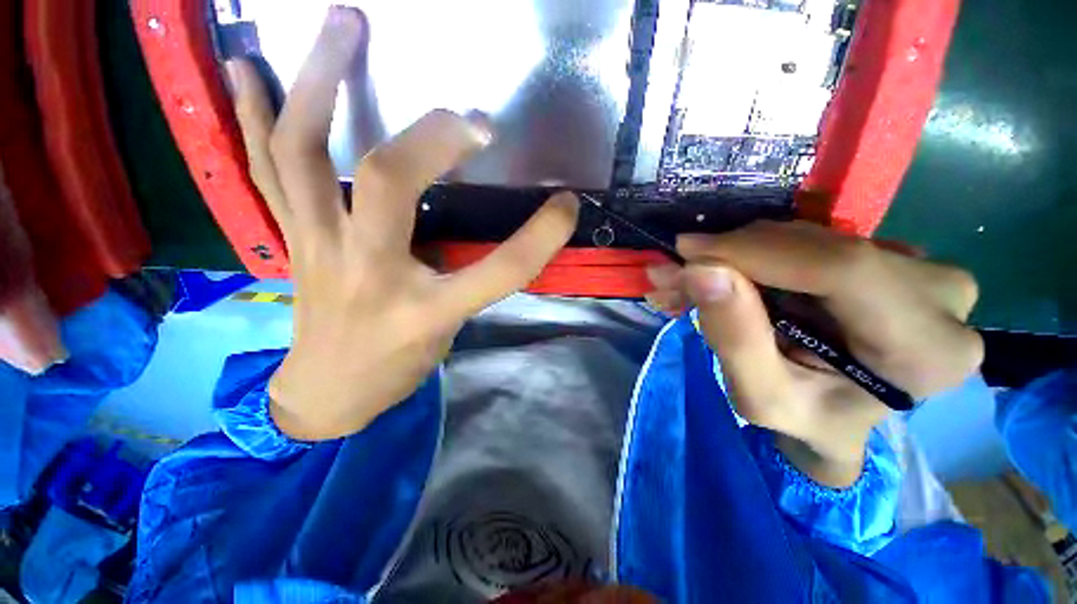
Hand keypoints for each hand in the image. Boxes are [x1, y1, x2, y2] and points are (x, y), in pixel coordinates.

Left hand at [227, 7, 578, 440]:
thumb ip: (467, 281)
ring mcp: (318, 247)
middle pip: (391, 181)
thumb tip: (481, 230)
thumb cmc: (394, 369)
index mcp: (424, 311)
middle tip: (471, 113)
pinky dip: (251, 114)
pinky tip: (246, 67)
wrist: (325, 393)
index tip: (566, 206)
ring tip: (343, 24)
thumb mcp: (446, 334)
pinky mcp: (289, 238)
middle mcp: (367, 272)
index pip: (498, 271)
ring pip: (305, 152)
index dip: (540, 238)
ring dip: (321, 81)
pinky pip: (264, 168)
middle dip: (434, 134)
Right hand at [646, 221, 982, 485]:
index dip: (754, 251)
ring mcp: (920, 267)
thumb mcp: (760, 396)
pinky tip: (722, 274)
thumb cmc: (806, 419)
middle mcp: (941, 296)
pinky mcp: (888, 255)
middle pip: (820, 248)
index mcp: (926, 349)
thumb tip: (699, 269)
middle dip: (732, 255)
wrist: (840, 416)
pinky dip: (755, 254)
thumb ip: (733, 337)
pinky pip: (809, 240)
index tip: (687, 253)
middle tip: (677, 272)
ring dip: (737, 254)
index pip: (840, 269)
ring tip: (692, 280)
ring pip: (807, 238)